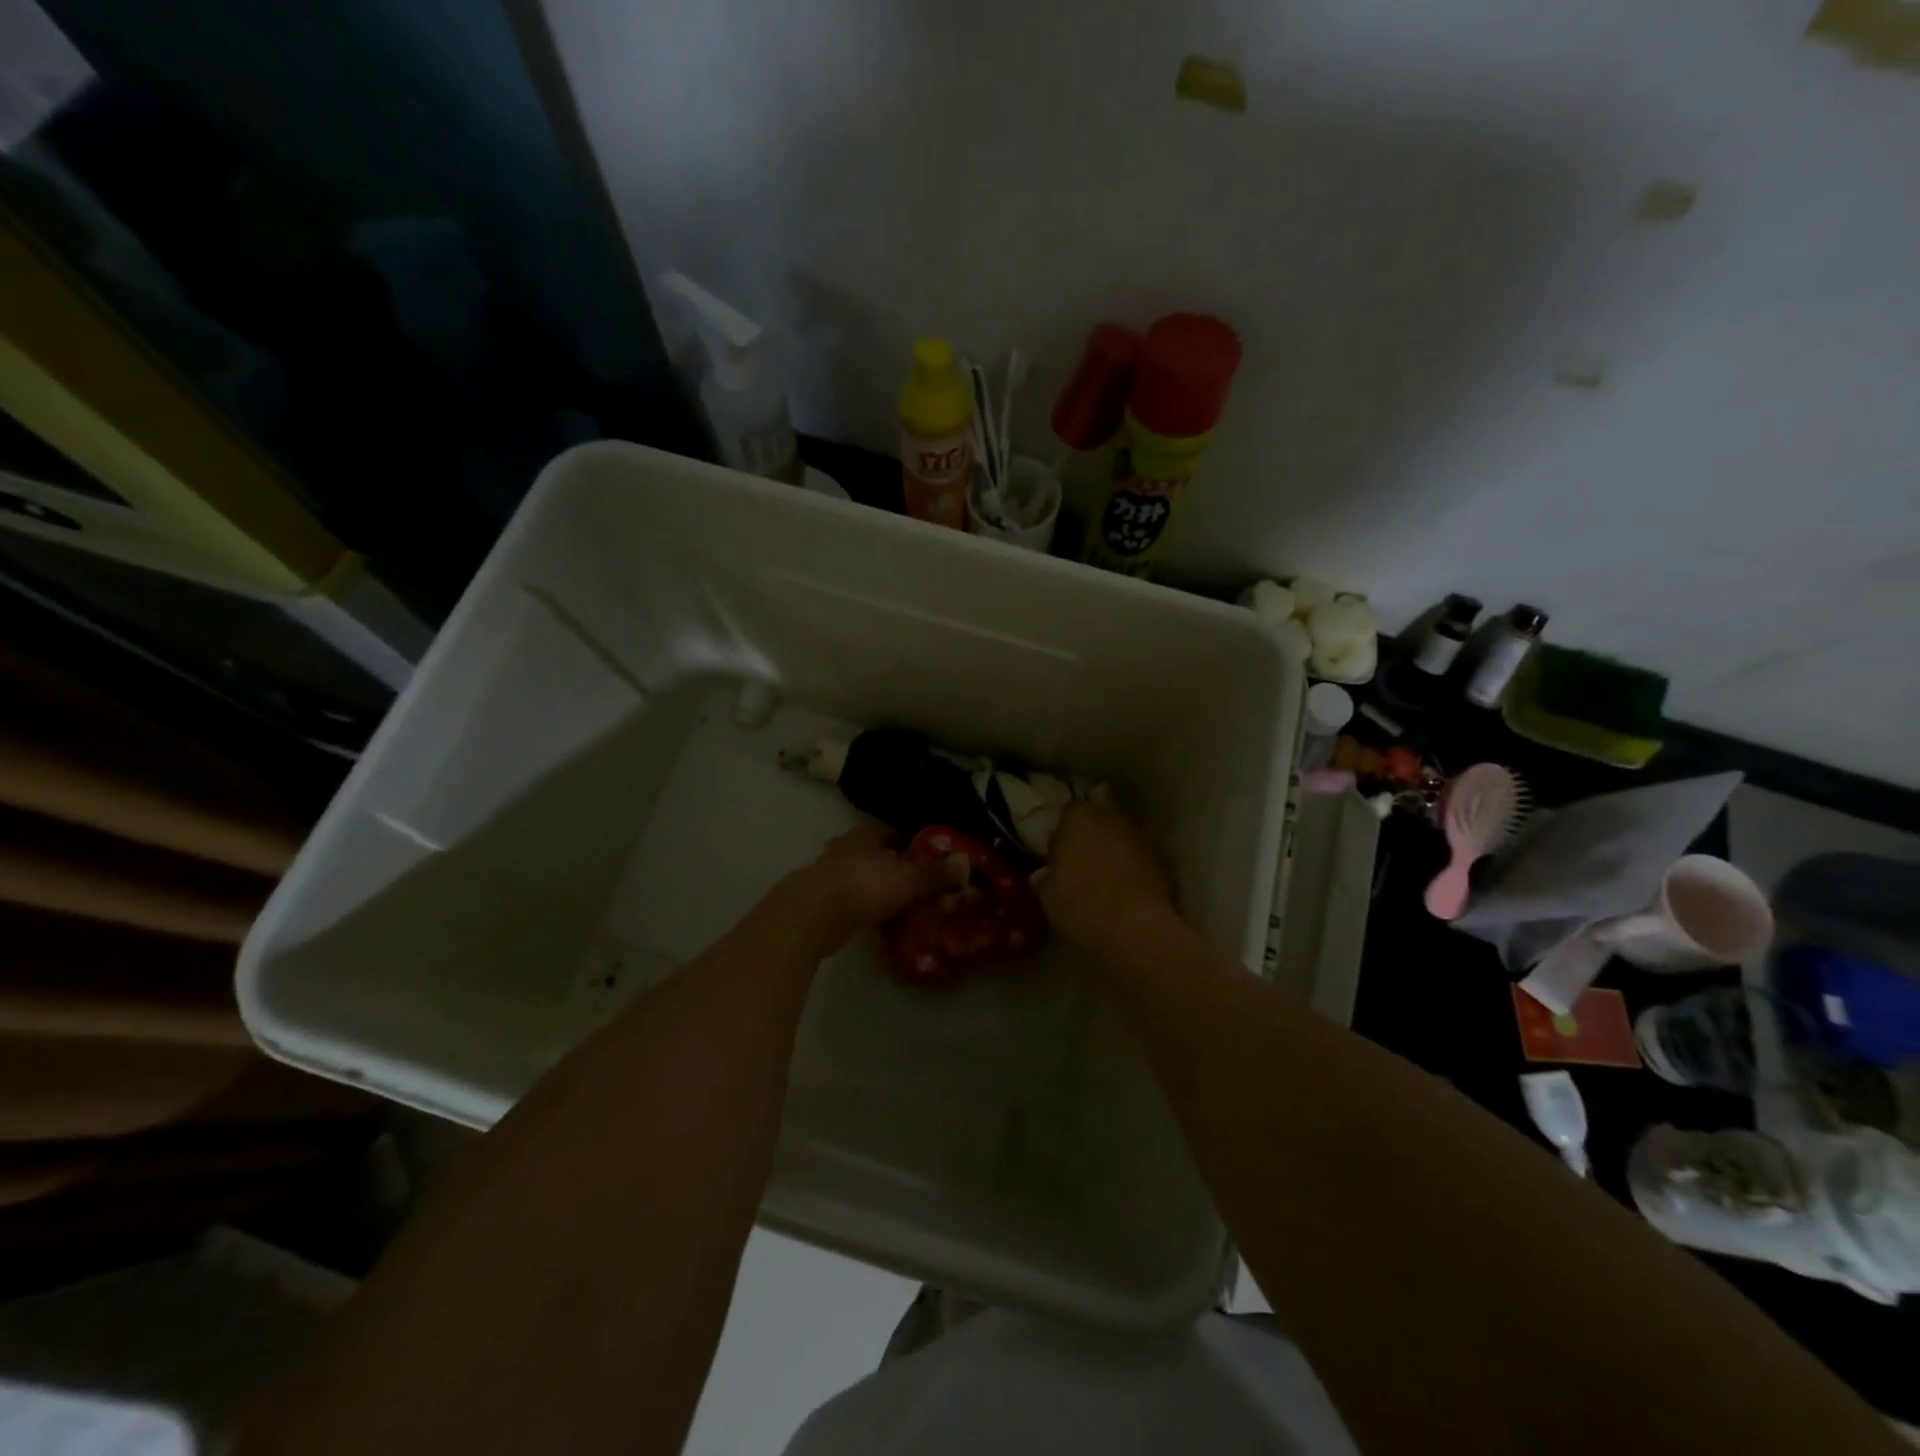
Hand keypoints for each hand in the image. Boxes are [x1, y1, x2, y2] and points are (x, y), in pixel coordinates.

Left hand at [788, 821, 932, 953]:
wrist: (812, 916)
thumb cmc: (863, 885)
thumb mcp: (907, 879)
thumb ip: (934, 874)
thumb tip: (963, 866)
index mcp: (865, 836)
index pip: (892, 830)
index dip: (913, 840)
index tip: (932, 853)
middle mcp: (845, 850)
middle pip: (876, 854)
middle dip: (896, 866)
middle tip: (921, 881)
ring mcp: (830, 877)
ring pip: (863, 878)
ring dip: (880, 889)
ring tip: (905, 903)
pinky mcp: (822, 904)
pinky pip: (853, 902)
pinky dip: (867, 908)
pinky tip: (882, 921)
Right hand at [1033, 802, 1175, 952]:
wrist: (1134, 926)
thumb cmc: (1080, 903)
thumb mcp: (1048, 896)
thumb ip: (1045, 879)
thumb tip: (1043, 876)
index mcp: (1078, 817)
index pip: (1068, 813)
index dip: (1064, 834)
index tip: (1059, 855)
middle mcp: (1112, 817)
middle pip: (1100, 820)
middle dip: (1093, 838)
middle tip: (1083, 864)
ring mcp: (1141, 836)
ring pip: (1123, 838)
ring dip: (1115, 852)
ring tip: (1106, 880)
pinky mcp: (1163, 860)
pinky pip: (1141, 859)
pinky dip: (1134, 869)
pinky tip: (1127, 891)